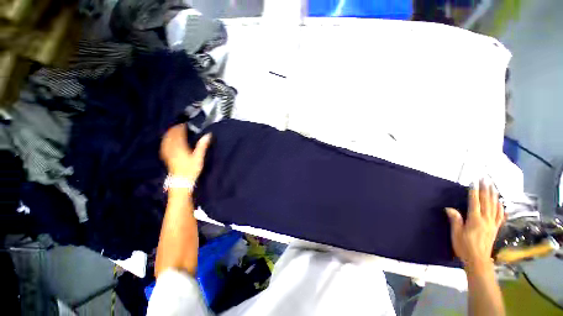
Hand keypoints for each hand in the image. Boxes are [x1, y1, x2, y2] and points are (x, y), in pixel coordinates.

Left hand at [160, 124, 210, 182]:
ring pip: (166, 140)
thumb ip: (202, 146)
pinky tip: (166, 141)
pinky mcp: (166, 157)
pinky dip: (165, 141)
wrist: (181, 180)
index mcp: (180, 147)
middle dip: (174, 130)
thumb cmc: (191, 169)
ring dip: (169, 134)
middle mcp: (172, 148)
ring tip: (173, 130)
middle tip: (179, 125)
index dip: (181, 128)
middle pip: (171, 136)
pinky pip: (164, 146)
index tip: (184, 124)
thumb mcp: (199, 157)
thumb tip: (208, 135)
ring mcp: (168, 153)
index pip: (179, 134)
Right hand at [446, 180, 504, 269]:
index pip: (475, 202)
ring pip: (495, 207)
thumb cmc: (464, 247)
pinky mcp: (495, 229)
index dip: (474, 191)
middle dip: (486, 189)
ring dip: (493, 195)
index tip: (474, 182)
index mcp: (475, 220)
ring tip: (493, 186)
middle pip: (487, 202)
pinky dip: (501, 208)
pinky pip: (500, 216)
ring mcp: (492, 224)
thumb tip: (449, 208)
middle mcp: (486, 220)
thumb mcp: (456, 234)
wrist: (478, 260)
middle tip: (485, 179)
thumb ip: (455, 220)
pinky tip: (501, 203)